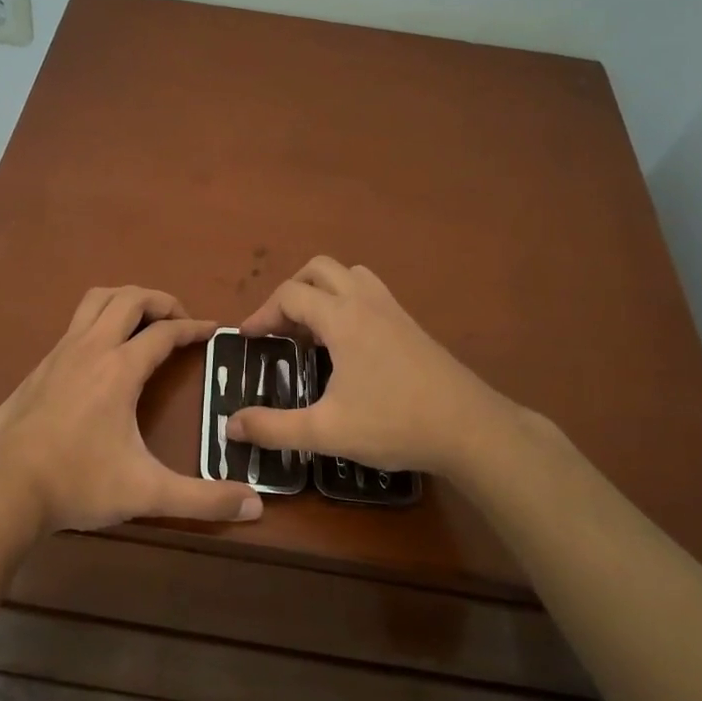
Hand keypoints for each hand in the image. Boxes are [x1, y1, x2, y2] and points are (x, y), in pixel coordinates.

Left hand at [0, 286, 264, 533]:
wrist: (3, 489)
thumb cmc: (78, 483)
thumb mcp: (146, 493)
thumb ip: (202, 499)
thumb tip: (255, 505)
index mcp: (119, 369)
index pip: (165, 332)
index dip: (194, 327)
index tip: (213, 330)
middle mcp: (90, 349)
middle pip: (129, 298)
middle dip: (160, 301)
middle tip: (179, 320)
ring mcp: (59, 354)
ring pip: (95, 301)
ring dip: (124, 300)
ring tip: (143, 322)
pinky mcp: (38, 368)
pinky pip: (74, 325)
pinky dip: (97, 322)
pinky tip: (101, 356)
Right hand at [225, 257, 506, 477]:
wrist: (471, 428)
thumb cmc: (395, 423)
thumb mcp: (326, 431)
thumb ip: (274, 427)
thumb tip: (230, 425)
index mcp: (342, 318)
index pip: (290, 294)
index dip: (262, 313)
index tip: (249, 339)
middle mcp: (366, 302)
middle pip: (319, 269)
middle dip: (291, 291)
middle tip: (279, 327)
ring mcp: (394, 310)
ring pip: (350, 275)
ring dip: (323, 291)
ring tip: (312, 330)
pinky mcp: (412, 326)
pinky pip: (371, 293)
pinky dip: (348, 303)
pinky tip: (349, 345)